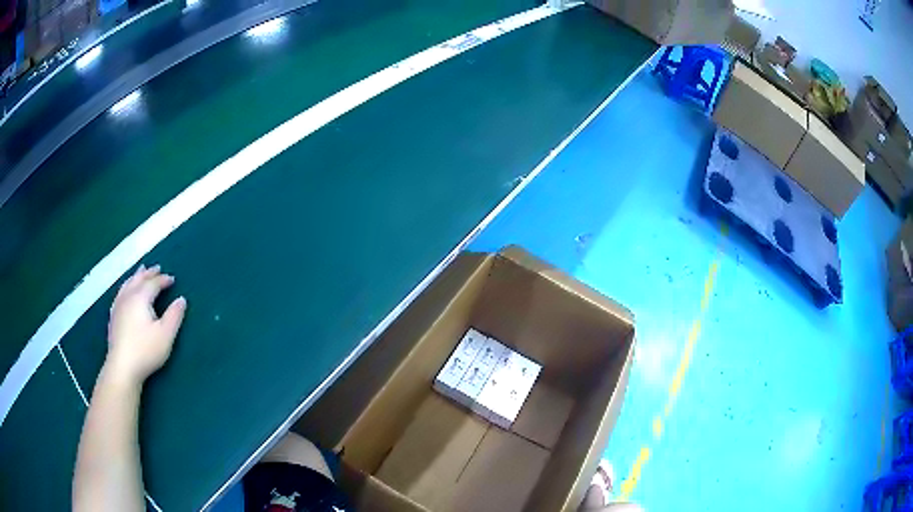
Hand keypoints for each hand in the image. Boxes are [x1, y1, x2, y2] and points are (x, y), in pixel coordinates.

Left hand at [105, 265, 186, 386]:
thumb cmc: (145, 350)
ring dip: (136, 276)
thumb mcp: (165, 335)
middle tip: (157, 268)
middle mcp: (128, 296)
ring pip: (128, 284)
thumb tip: (181, 299)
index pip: (153, 283)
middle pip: (138, 279)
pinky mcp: (113, 316)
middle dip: (148, 273)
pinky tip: (125, 291)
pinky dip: (126, 286)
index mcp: (141, 297)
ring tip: (140, 271)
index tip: (172, 279)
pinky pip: (120, 293)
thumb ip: (174, 315)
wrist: (122, 367)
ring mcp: (118, 306)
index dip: (163, 280)